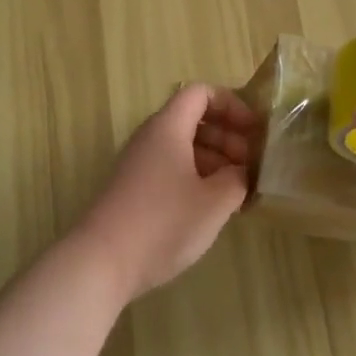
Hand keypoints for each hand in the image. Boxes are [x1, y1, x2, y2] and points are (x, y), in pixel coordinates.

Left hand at [72, 84, 255, 302]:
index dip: (231, 105)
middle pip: (194, 119)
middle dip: (227, 136)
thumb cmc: (163, 223)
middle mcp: (151, 137)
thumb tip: (241, 172)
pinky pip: (171, 168)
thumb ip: (237, 178)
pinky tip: (212, 207)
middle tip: (251, 165)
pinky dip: (196, 177)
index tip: (254, 131)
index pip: (201, 93)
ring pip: (183, 146)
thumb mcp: (214, 202)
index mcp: (168, 127)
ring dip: (215, 159)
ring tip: (238, 190)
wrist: (101, 262)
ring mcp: (139, 163)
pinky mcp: (134, 189)